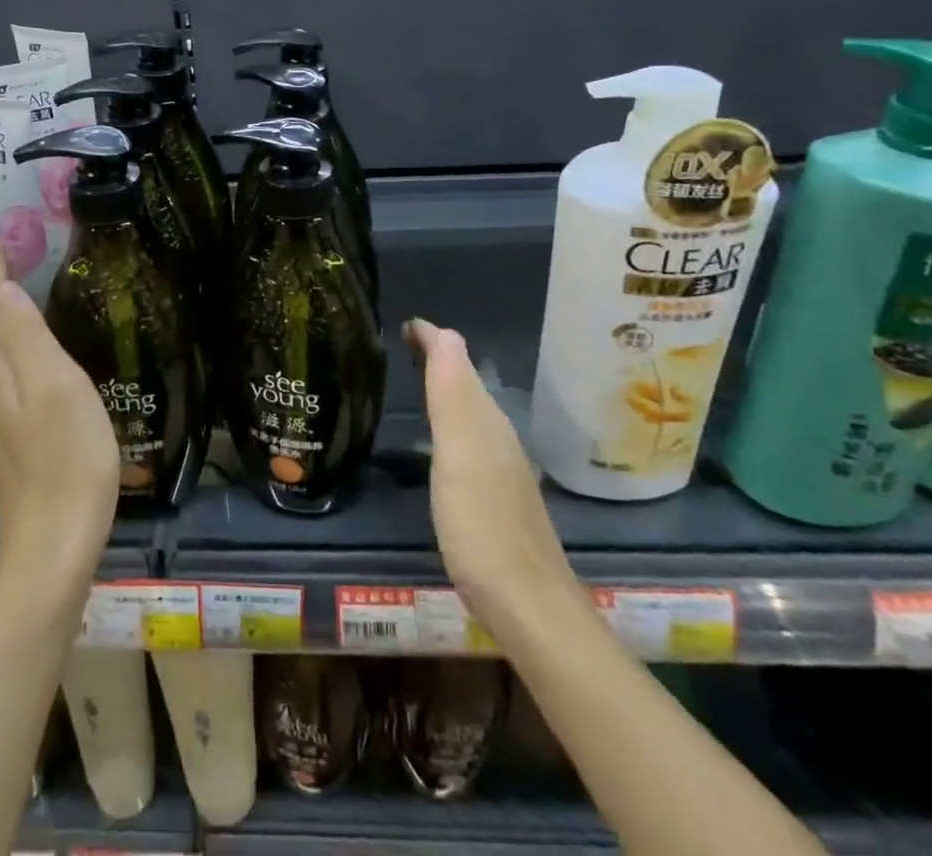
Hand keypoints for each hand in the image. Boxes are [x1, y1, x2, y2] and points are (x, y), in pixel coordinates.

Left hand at [0, 249, 118, 599]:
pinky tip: (29, 353)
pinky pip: (1, 376)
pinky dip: (11, 349)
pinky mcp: (4, 440)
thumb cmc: (66, 459)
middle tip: (13, 255)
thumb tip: (0, 287)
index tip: (2, 239)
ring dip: (0, 319)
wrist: (53, 547)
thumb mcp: (55, 387)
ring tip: (19, 292)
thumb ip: (26, 336)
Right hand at [406, 318, 579, 618]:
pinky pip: (469, 440)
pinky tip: (438, 440)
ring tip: (415, 378)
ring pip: (469, 411)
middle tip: (402, 344)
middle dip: (437, 358)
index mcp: (486, 420)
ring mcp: (501, 470)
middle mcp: (497, 437)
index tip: (403, 324)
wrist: (529, 606)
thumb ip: (453, 393)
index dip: (432, 340)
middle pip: (465, 383)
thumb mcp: (460, 452)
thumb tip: (447, 332)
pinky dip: (450, 422)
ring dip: (444, 388)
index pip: (458, 361)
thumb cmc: (482, 524)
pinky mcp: (496, 499)